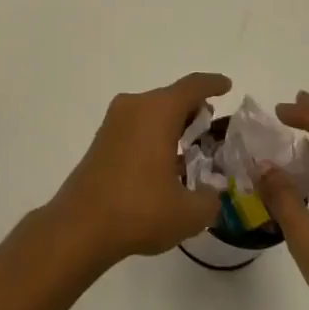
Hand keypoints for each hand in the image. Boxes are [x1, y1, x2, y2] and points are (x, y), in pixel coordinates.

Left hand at [51, 72, 226, 263]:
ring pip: (152, 111)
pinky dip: (154, 134)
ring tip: (193, 148)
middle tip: (213, 129)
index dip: (213, 84)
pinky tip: (165, 162)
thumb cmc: (139, 210)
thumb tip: (213, 195)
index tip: (227, 85)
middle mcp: (134, 106)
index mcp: (158, 111)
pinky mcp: (102, 139)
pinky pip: (136, 125)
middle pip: (171, 97)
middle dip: (194, 110)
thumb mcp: (188, 213)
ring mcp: (114, 121)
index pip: (192, 87)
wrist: (81, 225)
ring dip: (173, 124)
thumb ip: (210, 200)